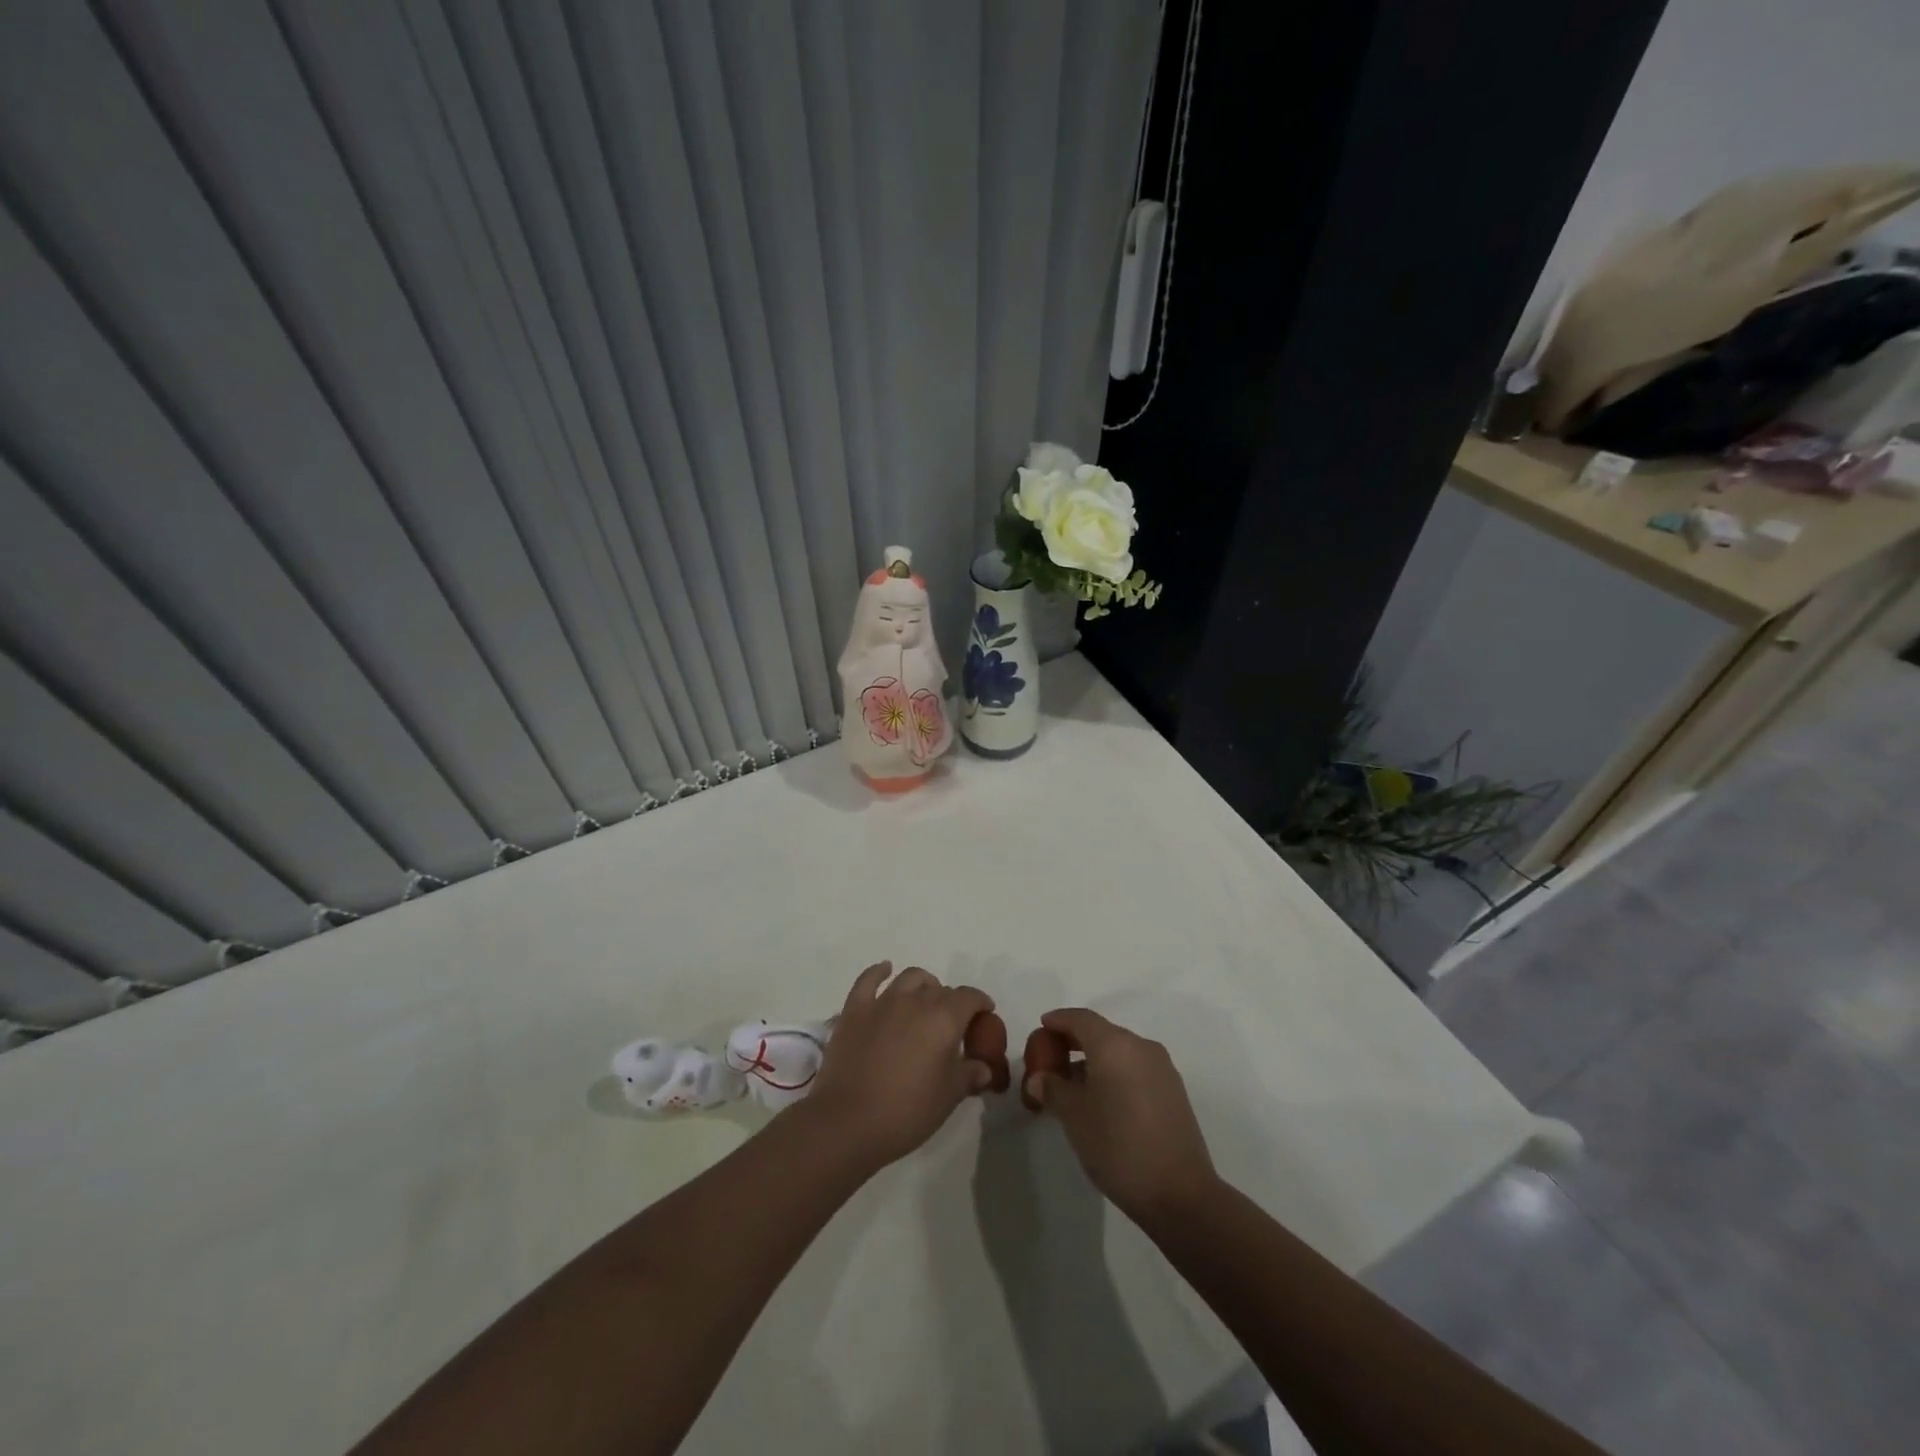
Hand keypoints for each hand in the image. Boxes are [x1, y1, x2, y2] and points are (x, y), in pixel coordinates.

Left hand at [805, 963, 994, 1171]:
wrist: (848, 1122)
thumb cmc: (907, 1111)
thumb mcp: (949, 1097)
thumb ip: (970, 1075)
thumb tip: (984, 1067)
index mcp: (944, 1018)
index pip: (969, 998)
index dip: (980, 1003)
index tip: (984, 1014)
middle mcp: (915, 1000)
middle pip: (940, 989)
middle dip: (951, 1001)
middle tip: (952, 1023)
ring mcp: (882, 1002)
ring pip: (909, 978)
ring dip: (923, 984)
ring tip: (925, 998)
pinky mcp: (854, 1010)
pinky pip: (868, 980)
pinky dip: (879, 971)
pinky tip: (885, 970)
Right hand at [1024, 1008, 1217, 1226]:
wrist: (1180, 1193)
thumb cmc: (1117, 1146)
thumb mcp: (1074, 1116)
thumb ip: (1053, 1088)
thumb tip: (1039, 1077)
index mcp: (1115, 1044)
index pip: (1081, 1018)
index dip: (1059, 1020)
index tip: (1042, 1027)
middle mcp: (1141, 1047)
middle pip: (1102, 1032)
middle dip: (1075, 1041)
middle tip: (1052, 1059)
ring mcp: (1162, 1068)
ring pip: (1120, 1051)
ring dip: (1095, 1060)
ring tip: (1074, 1085)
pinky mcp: (1174, 1091)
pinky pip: (1136, 1068)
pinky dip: (1115, 1073)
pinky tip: (1103, 1100)